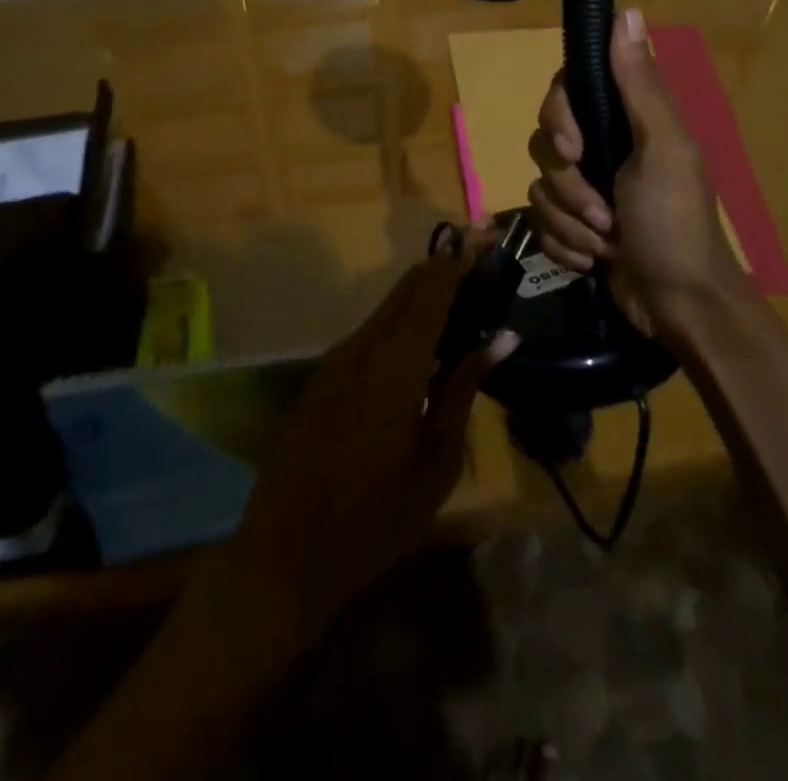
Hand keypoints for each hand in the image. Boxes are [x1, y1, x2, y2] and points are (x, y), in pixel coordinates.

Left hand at [219, 248, 517, 647]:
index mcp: (395, 363)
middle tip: (481, 265)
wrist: (284, 552)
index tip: (486, 235)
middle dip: (444, 269)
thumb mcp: (437, 460)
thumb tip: (502, 338)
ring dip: (422, 298)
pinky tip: (421, 349)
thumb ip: (464, 388)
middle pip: (407, 288)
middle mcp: (362, 346)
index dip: (460, 258)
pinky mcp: (322, 375)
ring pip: (386, 309)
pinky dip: (399, 325)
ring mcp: (335, 358)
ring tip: (461, 306)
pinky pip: (368, 334)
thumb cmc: (376, 517)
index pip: (432, 289)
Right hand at [527, 8, 748, 343]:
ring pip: (539, 189)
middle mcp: (601, 147)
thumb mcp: (664, 149)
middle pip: (544, 143)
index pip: (564, 91)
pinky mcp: (573, 227)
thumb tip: (625, 10)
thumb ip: (639, 84)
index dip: (557, 118)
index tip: (573, 148)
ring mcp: (585, 190)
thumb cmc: (675, 223)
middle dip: (569, 188)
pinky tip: (593, 261)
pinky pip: (541, 224)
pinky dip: (565, 247)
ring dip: (570, 224)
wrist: (679, 307)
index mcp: (625, 120)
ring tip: (605, 244)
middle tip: (603, 214)